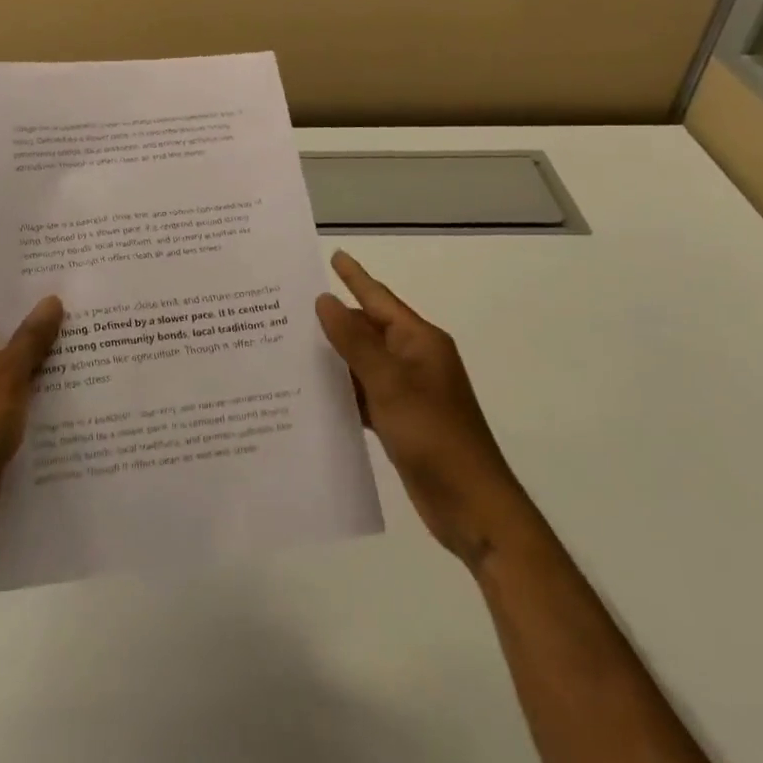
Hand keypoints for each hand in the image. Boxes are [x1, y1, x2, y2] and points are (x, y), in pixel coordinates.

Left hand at [0, 289, 64, 552]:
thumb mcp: (7, 373)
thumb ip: (32, 336)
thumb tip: (52, 298)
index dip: (23, 284)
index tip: (61, 275)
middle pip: (5, 329)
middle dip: (41, 321)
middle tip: (86, 306)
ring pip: (13, 364)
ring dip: (43, 358)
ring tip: (90, 342)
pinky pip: (15, 395)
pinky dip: (38, 390)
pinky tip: (75, 388)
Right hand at [315, 251, 524, 567]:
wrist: (472, 508)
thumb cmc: (434, 436)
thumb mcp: (390, 384)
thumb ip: (354, 341)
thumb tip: (324, 300)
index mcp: (419, 341)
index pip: (378, 298)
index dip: (354, 277)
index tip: (333, 254)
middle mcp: (414, 359)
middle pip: (368, 329)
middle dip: (334, 319)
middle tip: (290, 307)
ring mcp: (408, 392)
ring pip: (363, 362)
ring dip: (334, 356)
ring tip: (291, 344)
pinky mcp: (400, 420)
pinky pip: (364, 393)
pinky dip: (342, 390)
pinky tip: (312, 392)